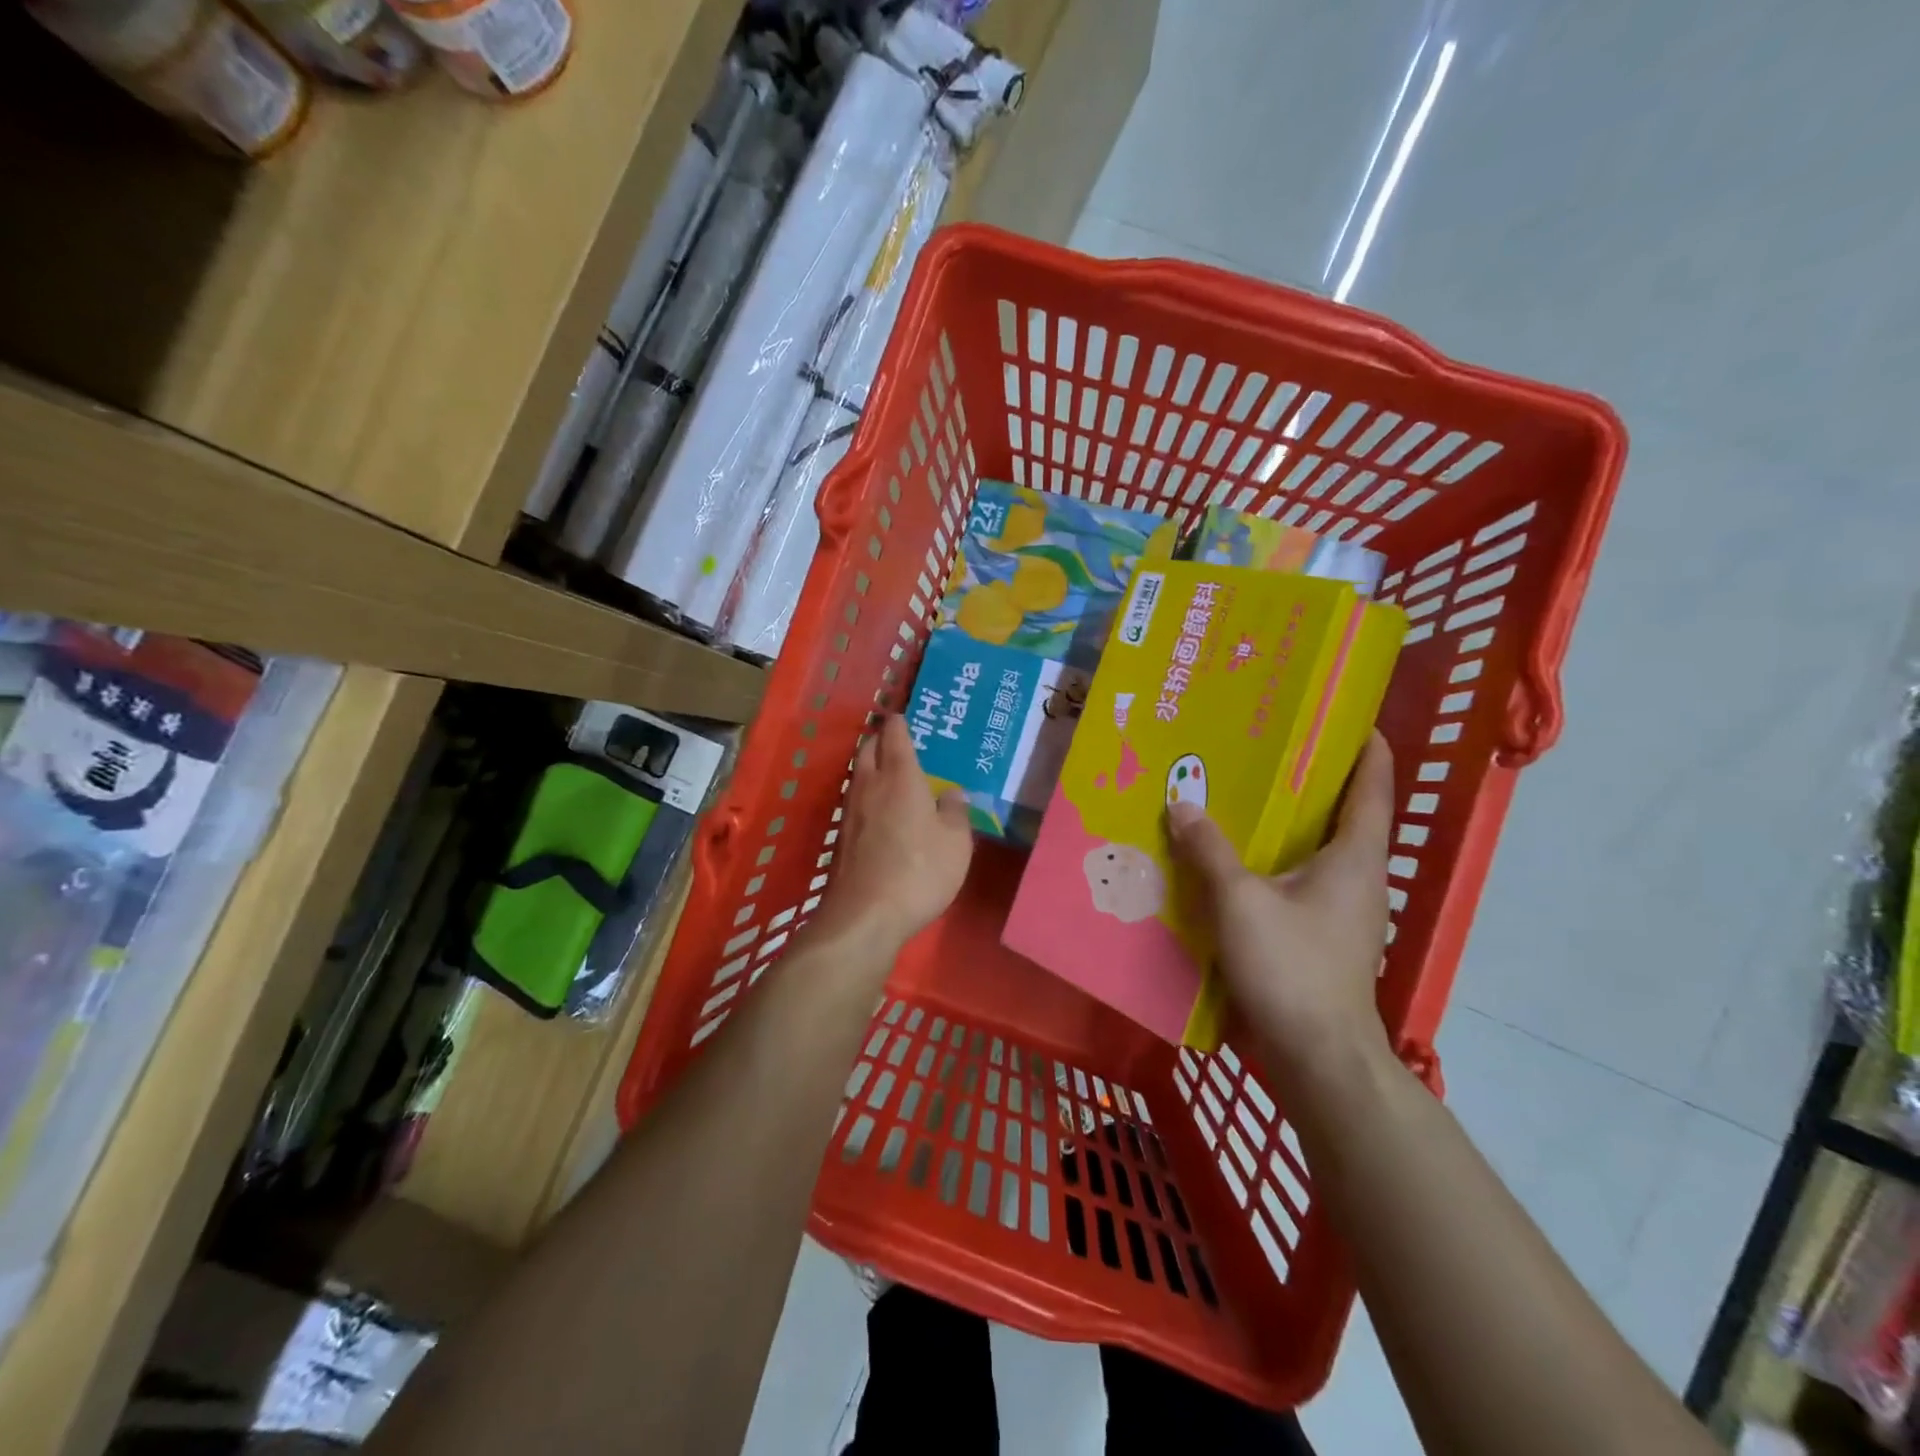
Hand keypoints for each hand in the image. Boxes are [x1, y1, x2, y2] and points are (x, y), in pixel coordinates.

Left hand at [814, 714, 974, 954]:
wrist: (866, 915)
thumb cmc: (920, 871)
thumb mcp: (956, 842)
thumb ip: (955, 811)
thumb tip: (950, 793)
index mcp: (900, 777)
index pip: (895, 735)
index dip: (900, 723)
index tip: (905, 716)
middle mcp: (870, 786)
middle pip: (869, 749)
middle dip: (881, 739)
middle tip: (898, 741)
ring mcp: (851, 812)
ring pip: (858, 775)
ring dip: (871, 766)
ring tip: (890, 772)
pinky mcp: (842, 837)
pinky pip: (855, 801)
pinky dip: (867, 795)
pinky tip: (880, 810)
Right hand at [1166, 732, 1395, 1087]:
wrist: (1318, 1056)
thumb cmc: (1291, 967)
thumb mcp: (1240, 901)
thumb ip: (1209, 850)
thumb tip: (1181, 802)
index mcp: (1355, 855)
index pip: (1372, 784)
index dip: (1365, 745)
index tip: (1342, 714)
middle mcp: (1360, 876)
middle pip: (1343, 812)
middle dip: (1312, 778)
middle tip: (1267, 747)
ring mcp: (1345, 910)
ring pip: (1319, 849)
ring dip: (1290, 822)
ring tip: (1244, 797)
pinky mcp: (1324, 936)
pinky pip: (1302, 880)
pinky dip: (1277, 861)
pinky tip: (1238, 862)